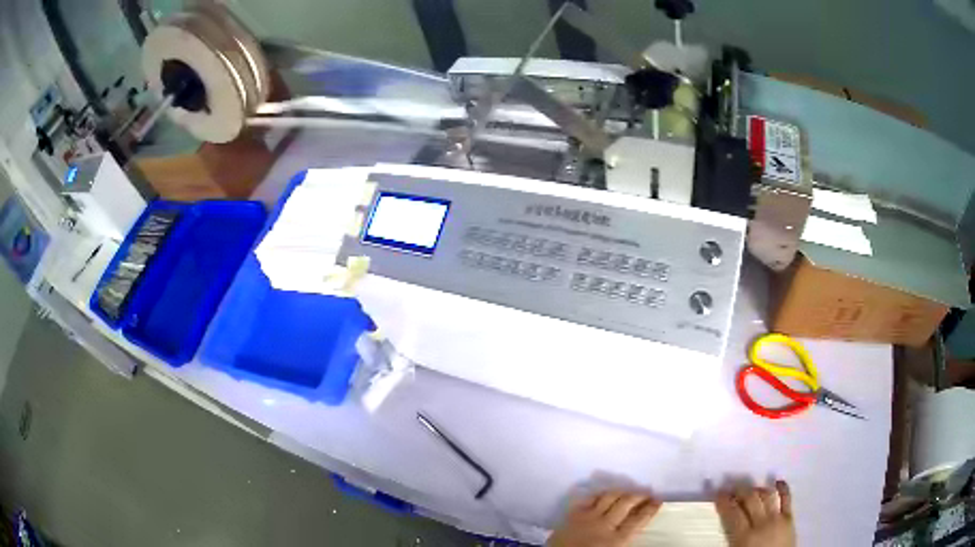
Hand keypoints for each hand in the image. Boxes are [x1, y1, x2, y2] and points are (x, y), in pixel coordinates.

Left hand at [547, 490, 660, 546]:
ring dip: (622, 492)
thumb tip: (634, 531)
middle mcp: (605, 524)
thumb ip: (624, 542)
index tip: (658, 501)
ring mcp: (588, 517)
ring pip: (609, 497)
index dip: (650, 509)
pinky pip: (589, 498)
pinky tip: (606, 494)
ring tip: (630, 491)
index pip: (638, 520)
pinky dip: (600, 494)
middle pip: (626, 503)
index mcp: (617, 540)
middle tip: (648, 493)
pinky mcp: (572, 514)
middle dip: (640, 495)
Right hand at [715, 481, 795, 546]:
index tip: (718, 492)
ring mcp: (777, 518)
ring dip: (758, 488)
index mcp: (744, 535)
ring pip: (767, 496)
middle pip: (750, 499)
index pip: (732, 512)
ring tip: (751, 486)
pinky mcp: (789, 517)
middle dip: (740, 489)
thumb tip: (723, 524)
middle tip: (733, 485)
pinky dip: (783, 488)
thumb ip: (731, 539)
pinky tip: (778, 481)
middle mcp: (761, 522)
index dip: (724, 501)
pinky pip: (787, 499)